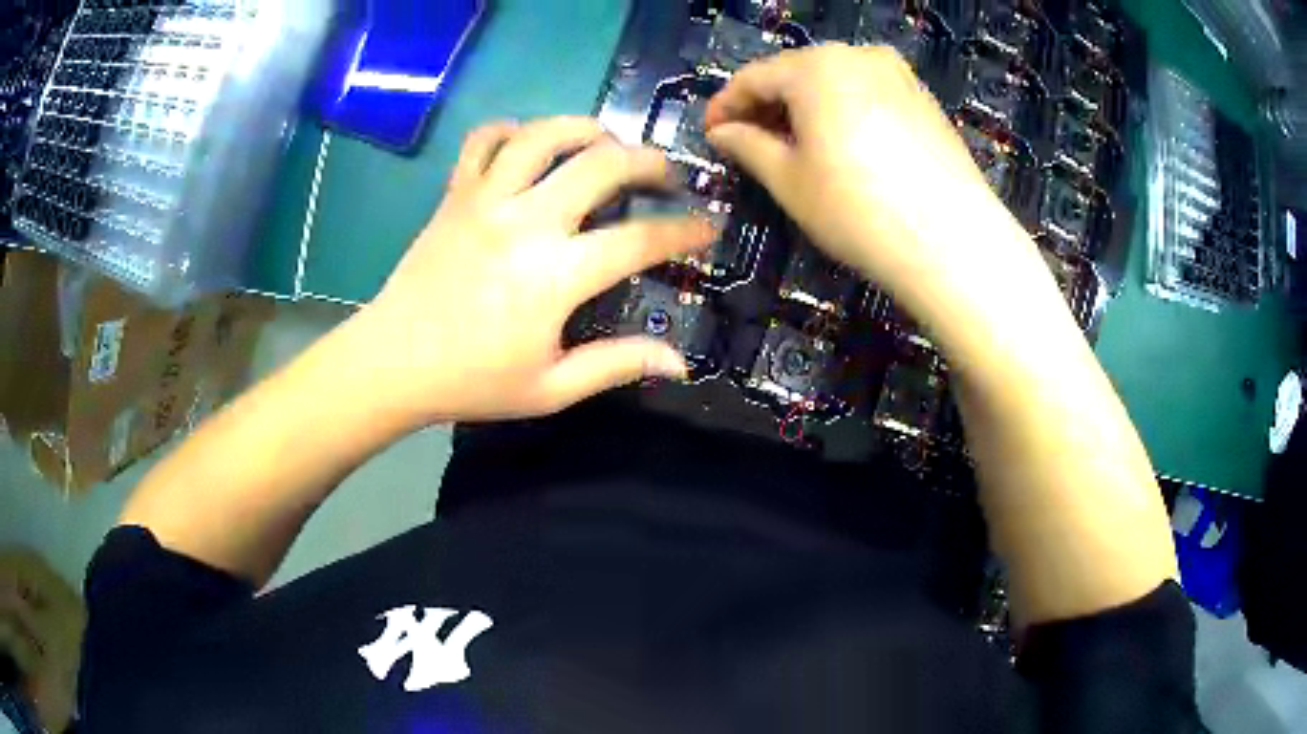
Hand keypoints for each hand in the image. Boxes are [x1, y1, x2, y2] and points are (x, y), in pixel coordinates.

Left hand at [358, 117, 714, 424]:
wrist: (392, 363)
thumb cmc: (472, 381)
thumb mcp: (551, 389)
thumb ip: (617, 365)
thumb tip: (679, 362)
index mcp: (556, 275)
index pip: (641, 239)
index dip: (686, 231)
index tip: (710, 226)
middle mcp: (527, 221)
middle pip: (603, 164)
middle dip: (649, 161)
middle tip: (666, 175)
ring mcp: (486, 199)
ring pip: (545, 135)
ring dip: (587, 129)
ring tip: (606, 141)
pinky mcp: (455, 194)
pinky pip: (484, 140)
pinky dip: (511, 130)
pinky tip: (528, 142)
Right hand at [704, 45, 1057, 343]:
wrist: (953, 242)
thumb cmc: (857, 209)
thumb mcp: (789, 180)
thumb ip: (747, 145)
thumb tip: (722, 132)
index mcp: (816, 66)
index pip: (755, 77)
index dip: (726, 105)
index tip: (709, 133)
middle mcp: (858, 55)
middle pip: (797, 72)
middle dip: (768, 104)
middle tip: (749, 141)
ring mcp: (898, 74)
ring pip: (835, 81)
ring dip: (806, 107)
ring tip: (794, 145)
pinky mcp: (924, 100)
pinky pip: (868, 94)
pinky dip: (844, 111)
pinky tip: (841, 145)